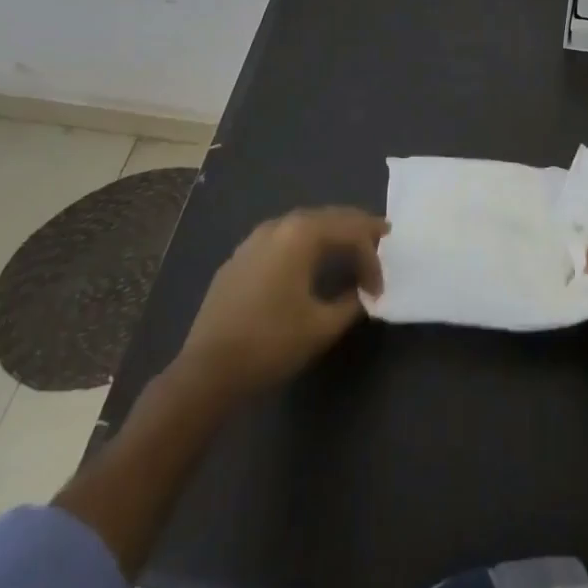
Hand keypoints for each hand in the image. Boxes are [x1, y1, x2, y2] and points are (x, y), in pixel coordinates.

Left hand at [175, 207, 388, 398]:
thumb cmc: (271, 343)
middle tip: (380, 239)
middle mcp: (278, 225)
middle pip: (328, 217)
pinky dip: (304, 244)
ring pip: (303, 225)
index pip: (351, 231)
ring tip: (349, 248)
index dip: (372, 257)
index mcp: (302, 234)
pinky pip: (282, 239)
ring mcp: (254, 239)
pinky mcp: (239, 258)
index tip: (379, 289)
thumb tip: (364, 292)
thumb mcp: (322, 326)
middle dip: (356, 229)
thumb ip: (352, 302)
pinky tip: (308, 263)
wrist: (207, 371)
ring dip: (330, 234)